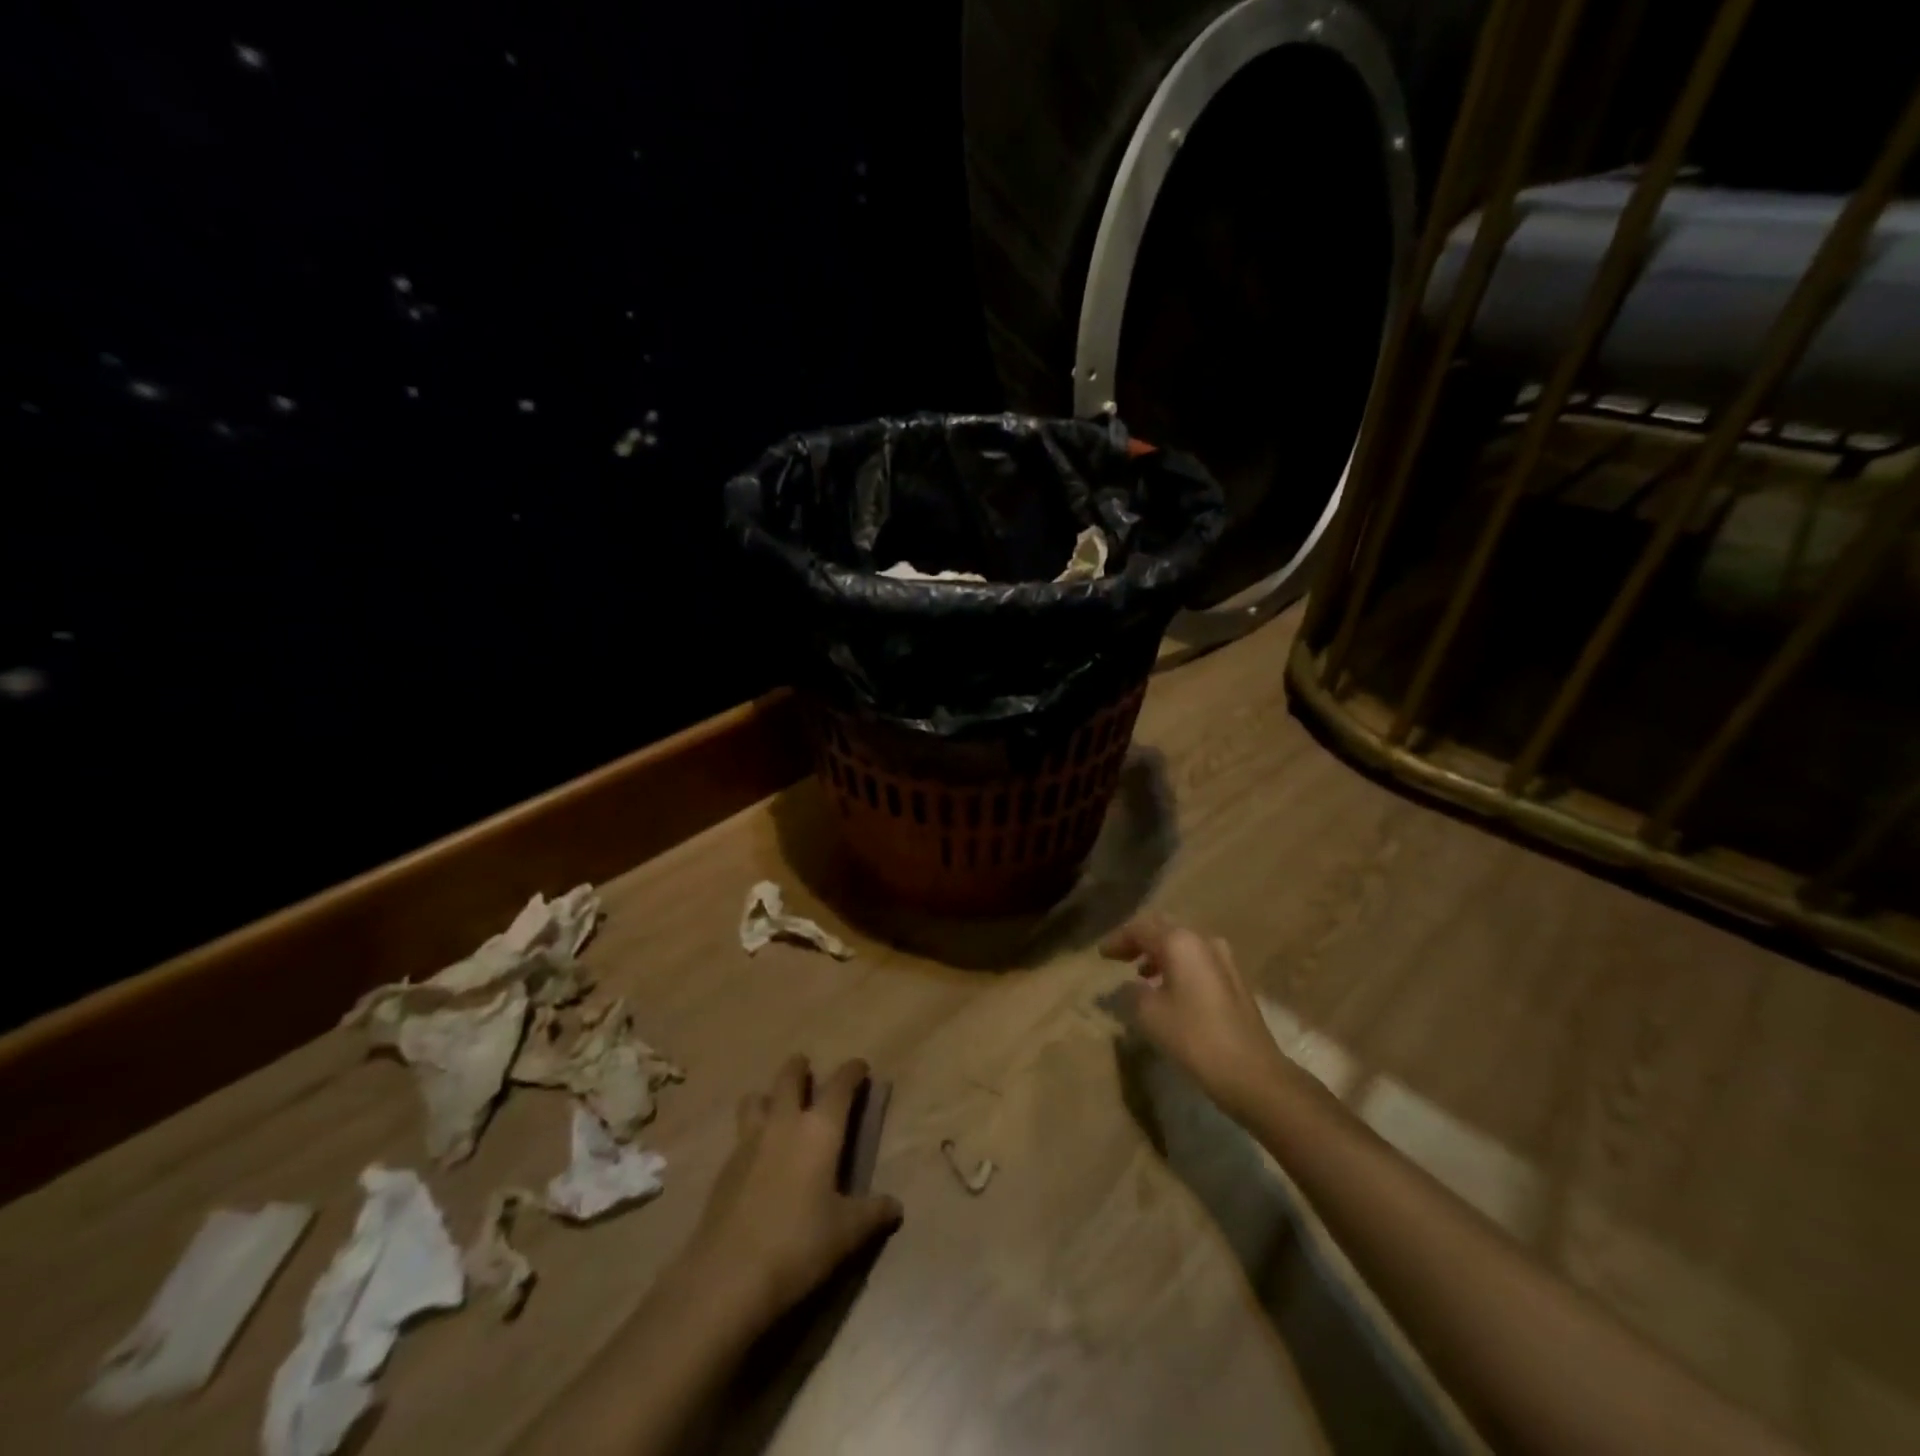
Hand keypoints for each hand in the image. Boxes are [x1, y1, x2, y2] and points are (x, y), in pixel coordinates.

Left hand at [676, 1056, 902, 1332]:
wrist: (728, 1276)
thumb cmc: (799, 1245)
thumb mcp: (847, 1233)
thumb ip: (873, 1213)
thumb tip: (896, 1206)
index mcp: (820, 1130)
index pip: (840, 1085)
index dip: (852, 1071)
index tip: (860, 1067)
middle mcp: (784, 1124)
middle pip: (789, 1078)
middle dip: (799, 1068)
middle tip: (807, 1069)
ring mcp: (749, 1142)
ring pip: (755, 1099)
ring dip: (768, 1096)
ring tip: (776, 1107)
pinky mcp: (725, 1168)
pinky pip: (740, 1135)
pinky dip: (751, 1133)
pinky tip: (758, 1157)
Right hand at [1100, 918, 1303, 1124]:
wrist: (1252, 1072)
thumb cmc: (1194, 1037)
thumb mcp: (1149, 1014)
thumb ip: (1131, 992)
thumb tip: (1128, 985)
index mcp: (1180, 942)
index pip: (1140, 928)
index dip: (1118, 939)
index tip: (1101, 954)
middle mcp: (1203, 941)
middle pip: (1164, 930)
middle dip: (1139, 941)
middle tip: (1119, 956)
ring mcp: (1224, 960)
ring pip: (1183, 945)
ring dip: (1159, 954)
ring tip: (1140, 974)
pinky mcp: (1234, 980)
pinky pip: (1197, 961)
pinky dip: (1177, 967)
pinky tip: (1168, 989)